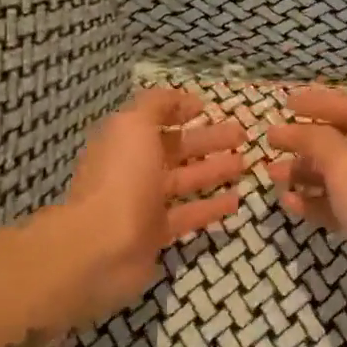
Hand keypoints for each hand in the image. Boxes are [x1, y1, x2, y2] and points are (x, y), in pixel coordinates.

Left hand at [50, 88, 247, 327]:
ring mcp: (144, 203)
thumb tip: (184, 100)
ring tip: (245, 164)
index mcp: (125, 141)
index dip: (179, 111)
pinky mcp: (157, 234)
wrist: (101, 247)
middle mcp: (134, 169)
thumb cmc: (121, 178)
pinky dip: (211, 207)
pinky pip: (189, 215)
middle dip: (208, 140)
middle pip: (176, 150)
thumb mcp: (134, 125)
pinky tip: (236, 200)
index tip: (207, 108)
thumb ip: (157, 105)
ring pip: (185, 181)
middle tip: (242, 136)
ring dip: (214, 171)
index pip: (155, 120)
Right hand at [266, 86, 346, 309]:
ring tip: (272, 176)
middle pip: (341, 142)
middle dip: (305, 141)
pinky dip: (315, 202)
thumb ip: (316, 140)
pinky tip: (290, 204)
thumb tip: (292, 129)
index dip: (317, 102)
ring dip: (305, 172)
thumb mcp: (346, 164)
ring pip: (337, 176)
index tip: (284, 103)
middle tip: (270, 143)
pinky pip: (339, 206)